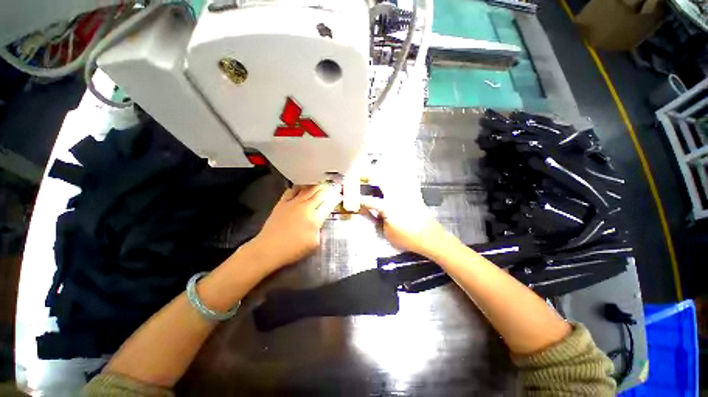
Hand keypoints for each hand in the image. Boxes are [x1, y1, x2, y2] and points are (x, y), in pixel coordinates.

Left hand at [248, 184, 341, 269]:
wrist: (269, 248)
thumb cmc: (293, 249)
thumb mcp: (314, 243)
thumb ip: (319, 229)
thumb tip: (319, 221)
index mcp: (315, 218)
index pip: (329, 204)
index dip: (335, 198)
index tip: (339, 195)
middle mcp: (306, 207)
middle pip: (320, 194)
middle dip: (329, 189)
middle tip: (335, 186)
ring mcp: (293, 203)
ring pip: (308, 190)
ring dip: (317, 185)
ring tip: (322, 183)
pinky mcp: (282, 203)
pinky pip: (292, 190)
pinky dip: (299, 186)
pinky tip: (303, 185)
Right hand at [361, 165, 453, 257]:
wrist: (430, 238)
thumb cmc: (408, 238)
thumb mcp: (388, 233)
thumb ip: (380, 221)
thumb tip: (376, 212)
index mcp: (388, 207)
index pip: (370, 201)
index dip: (360, 200)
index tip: (354, 198)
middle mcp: (397, 197)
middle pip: (382, 182)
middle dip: (370, 175)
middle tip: (363, 172)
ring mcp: (407, 195)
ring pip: (395, 178)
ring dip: (385, 172)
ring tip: (379, 167)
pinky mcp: (416, 196)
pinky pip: (409, 182)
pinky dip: (403, 175)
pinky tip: (401, 171)